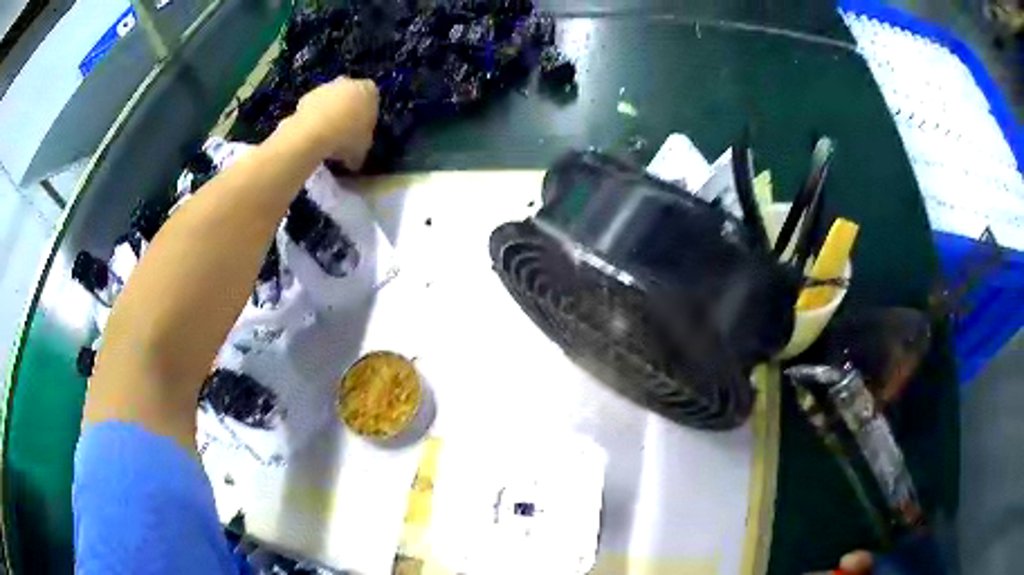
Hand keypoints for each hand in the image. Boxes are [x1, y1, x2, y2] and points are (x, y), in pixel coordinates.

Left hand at [291, 77, 378, 169]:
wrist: (314, 133)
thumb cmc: (347, 137)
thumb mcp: (363, 148)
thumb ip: (361, 146)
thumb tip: (354, 159)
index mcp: (369, 90)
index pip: (372, 98)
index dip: (367, 114)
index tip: (362, 130)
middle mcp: (348, 82)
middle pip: (349, 95)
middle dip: (347, 110)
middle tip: (344, 132)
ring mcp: (325, 87)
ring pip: (330, 100)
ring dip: (328, 114)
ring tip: (325, 138)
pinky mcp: (305, 96)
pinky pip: (313, 108)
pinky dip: (312, 119)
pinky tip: (311, 136)